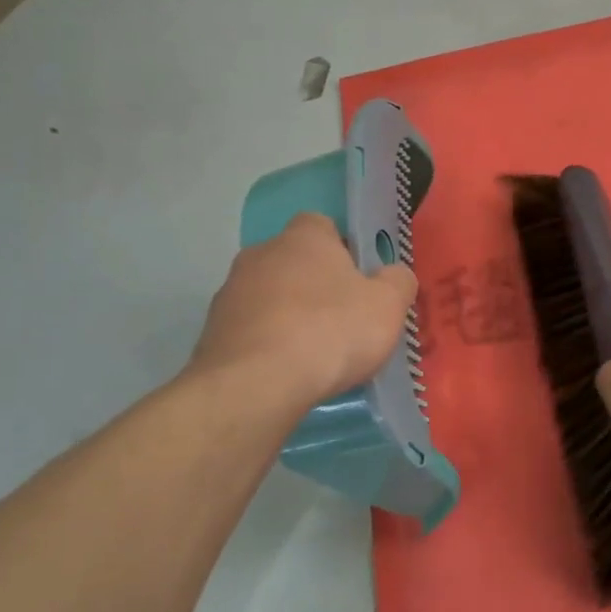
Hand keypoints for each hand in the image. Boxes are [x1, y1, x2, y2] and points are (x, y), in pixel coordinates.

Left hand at [187, 212, 416, 405]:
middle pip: (294, 262)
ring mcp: (230, 293)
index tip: (360, 280)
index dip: (343, 250)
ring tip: (313, 353)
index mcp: (304, 238)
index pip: (322, 226)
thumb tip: (394, 275)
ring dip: (288, 315)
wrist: (256, 385)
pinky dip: (267, 344)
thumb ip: (398, 282)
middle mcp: (261, 254)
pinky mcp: (212, 332)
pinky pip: (250, 330)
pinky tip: (286, 372)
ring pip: (269, 296)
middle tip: (342, 319)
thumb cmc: (330, 332)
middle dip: (315, 285)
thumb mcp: (388, 306)